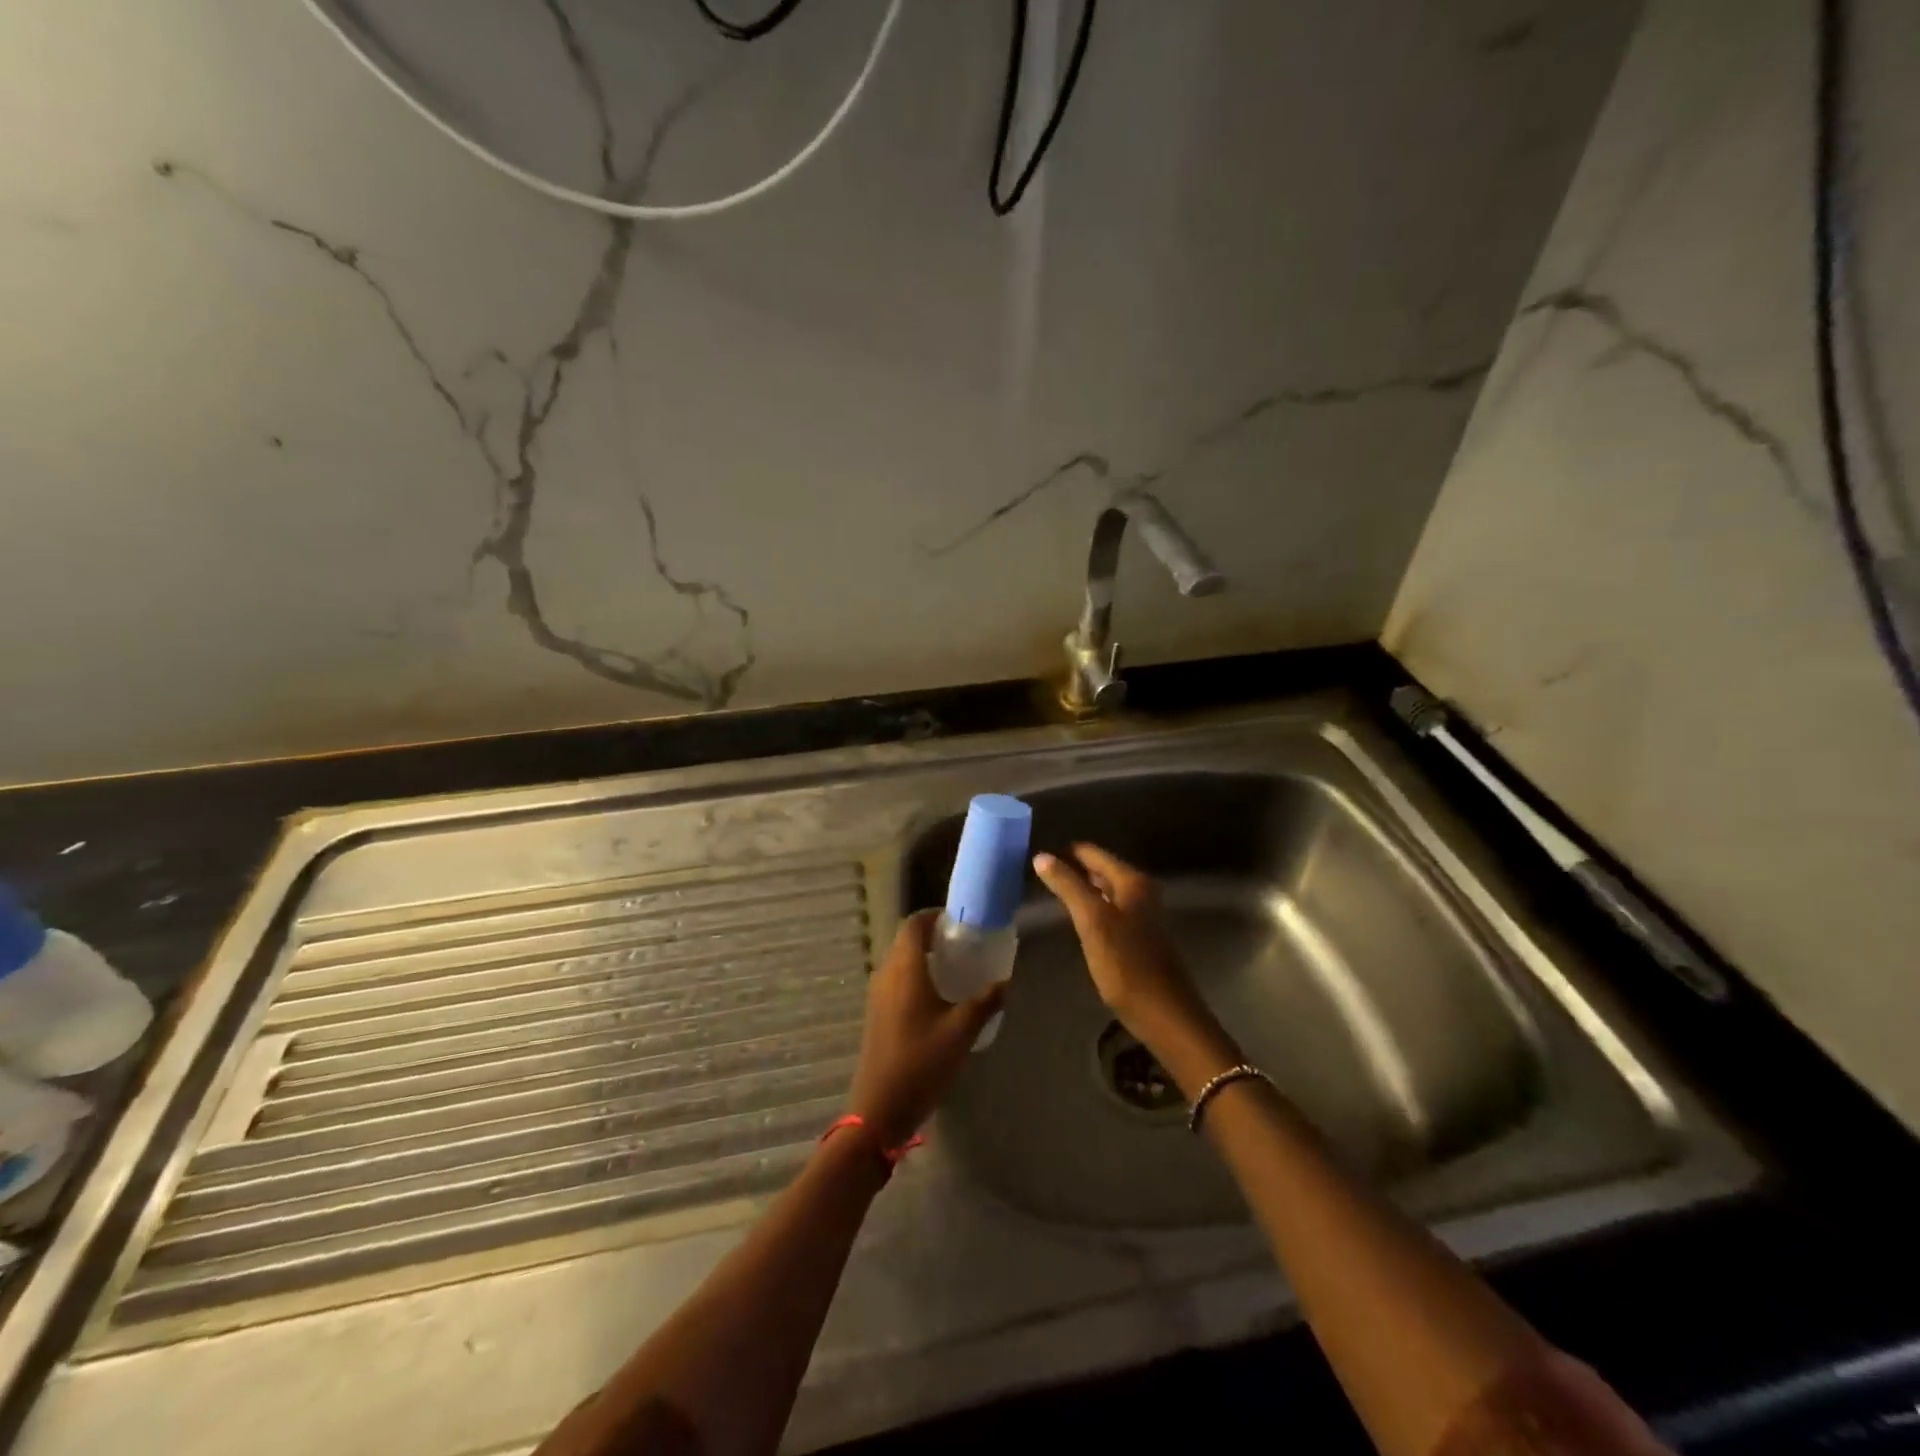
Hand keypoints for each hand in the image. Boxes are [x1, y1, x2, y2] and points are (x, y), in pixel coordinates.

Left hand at [846, 909, 1003, 1148]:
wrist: (880, 1108)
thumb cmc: (922, 1061)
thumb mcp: (962, 1030)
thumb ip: (986, 1001)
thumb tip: (1005, 981)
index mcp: (905, 968)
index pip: (913, 924)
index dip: (933, 915)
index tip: (958, 919)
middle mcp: (887, 974)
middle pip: (905, 940)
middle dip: (932, 935)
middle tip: (962, 943)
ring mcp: (878, 995)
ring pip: (900, 961)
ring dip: (923, 957)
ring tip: (954, 968)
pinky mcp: (877, 1014)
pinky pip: (896, 980)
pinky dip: (915, 976)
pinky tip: (938, 998)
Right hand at [1031, 844, 1238, 1090]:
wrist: (1165, 1014)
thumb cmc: (1127, 965)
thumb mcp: (1092, 922)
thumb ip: (1068, 886)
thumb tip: (1041, 856)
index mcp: (1131, 880)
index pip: (1090, 852)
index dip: (1063, 853)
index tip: (1035, 859)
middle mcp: (1140, 890)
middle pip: (1098, 869)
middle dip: (1070, 870)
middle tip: (1036, 877)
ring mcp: (1141, 913)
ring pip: (1103, 890)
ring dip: (1078, 890)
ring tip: (1048, 895)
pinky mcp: (1138, 936)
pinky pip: (1108, 910)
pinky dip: (1089, 909)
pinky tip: (1073, 921)